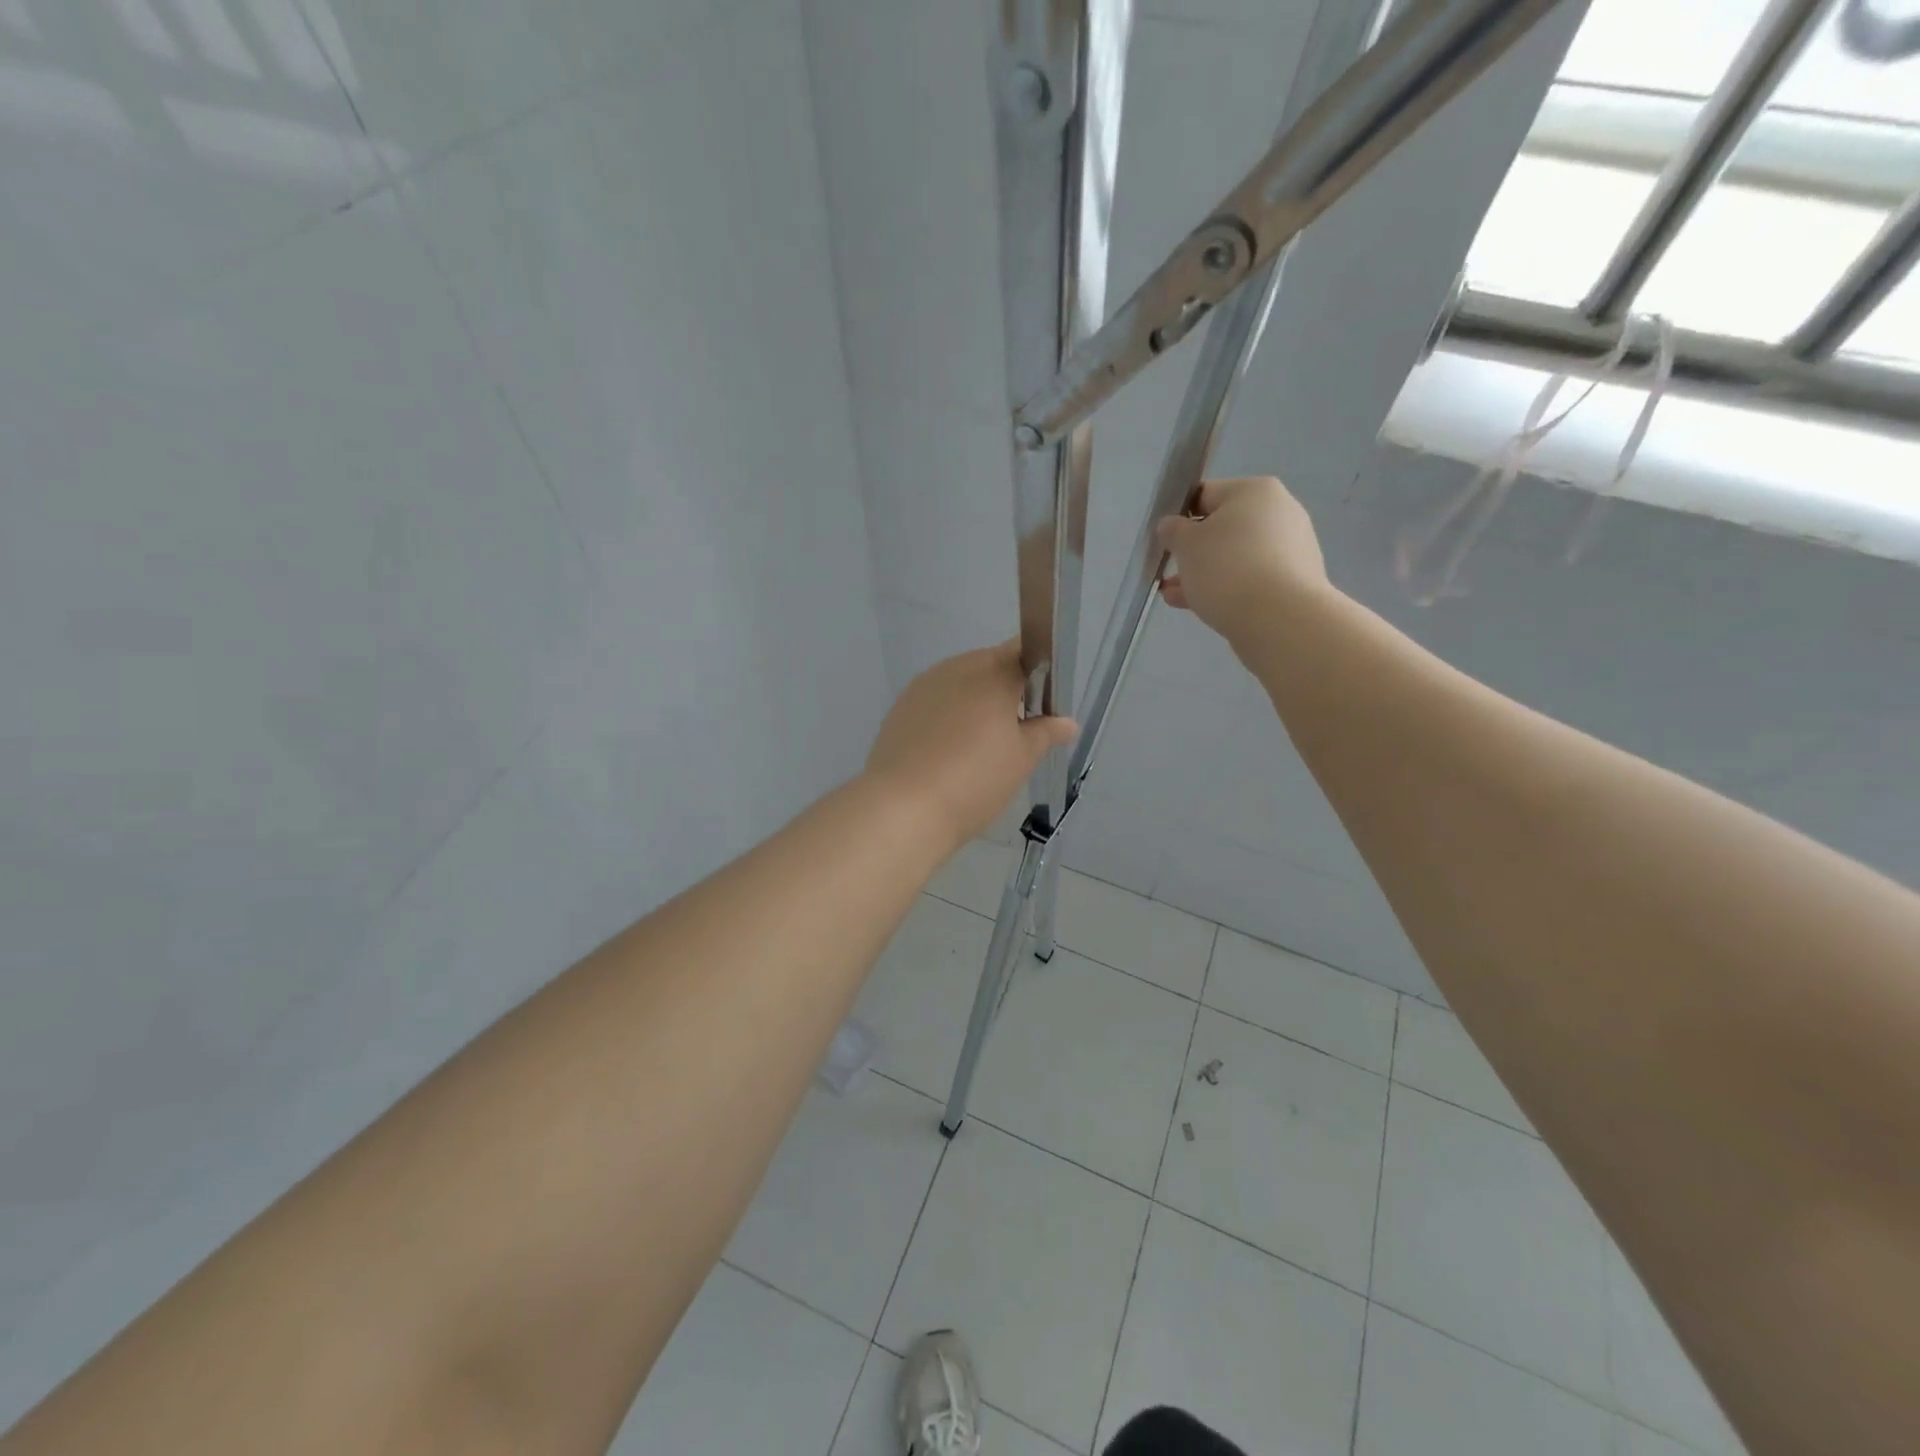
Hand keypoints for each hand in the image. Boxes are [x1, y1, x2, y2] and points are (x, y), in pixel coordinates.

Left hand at [865, 642, 1076, 851]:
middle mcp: (955, 669)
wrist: (902, 808)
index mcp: (991, 673)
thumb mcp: (1021, 759)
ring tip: (983, 745)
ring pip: (959, 683)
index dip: (1039, 671)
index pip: (1023, 651)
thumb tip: (1067, 722)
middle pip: (990, 665)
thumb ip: (1046, 733)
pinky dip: (948, 717)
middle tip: (1019, 730)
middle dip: (1007, 689)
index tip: (1045, 701)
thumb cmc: (974, 780)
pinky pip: (935, 702)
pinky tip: (950, 751)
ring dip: (975, 702)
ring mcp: (922, 688)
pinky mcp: (900, 710)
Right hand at [1156, 476, 1332, 652]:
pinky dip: (1227, 590)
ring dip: (1204, 574)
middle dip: (1193, 553)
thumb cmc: (1228, 569)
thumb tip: (1172, 526)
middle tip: (1168, 573)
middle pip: (1222, 529)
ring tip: (1175, 597)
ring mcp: (1291, 549)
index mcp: (1255, 491)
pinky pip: (1251, 580)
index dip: (1179, 517)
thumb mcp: (1186, 545)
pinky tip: (1201, 608)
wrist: (1280, 619)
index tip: (1164, 542)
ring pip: (1235, 558)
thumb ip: (1173, 531)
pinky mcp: (1294, 583)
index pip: (1206, 495)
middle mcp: (1280, 513)